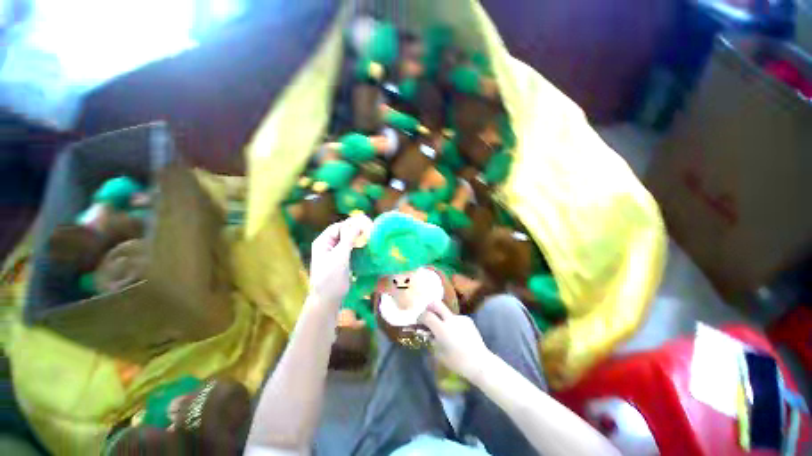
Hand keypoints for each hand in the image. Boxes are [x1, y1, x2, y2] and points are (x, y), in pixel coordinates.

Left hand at [309, 215, 371, 307]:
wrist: (328, 299)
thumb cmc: (331, 277)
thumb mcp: (340, 256)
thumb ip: (349, 239)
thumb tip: (358, 224)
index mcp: (323, 241)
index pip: (338, 227)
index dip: (351, 225)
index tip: (365, 225)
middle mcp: (327, 245)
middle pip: (342, 233)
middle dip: (355, 231)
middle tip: (369, 231)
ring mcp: (334, 253)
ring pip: (347, 241)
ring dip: (357, 239)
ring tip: (369, 238)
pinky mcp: (341, 261)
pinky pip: (349, 249)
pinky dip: (357, 247)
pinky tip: (365, 247)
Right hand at [419, 301, 490, 380]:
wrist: (480, 362)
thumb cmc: (458, 362)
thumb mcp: (440, 354)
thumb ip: (432, 341)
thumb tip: (428, 334)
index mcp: (442, 329)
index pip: (427, 315)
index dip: (421, 317)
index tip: (420, 322)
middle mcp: (450, 320)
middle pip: (436, 304)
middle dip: (429, 307)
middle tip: (428, 314)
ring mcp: (460, 318)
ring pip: (447, 312)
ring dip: (443, 317)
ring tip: (446, 330)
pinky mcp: (468, 319)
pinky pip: (456, 318)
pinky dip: (453, 323)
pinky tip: (457, 333)